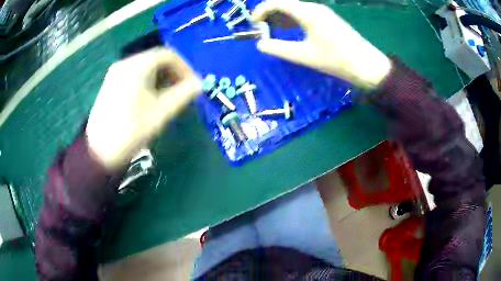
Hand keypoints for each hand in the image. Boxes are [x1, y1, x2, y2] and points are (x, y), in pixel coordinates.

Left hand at [86, 47, 201, 168]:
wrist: (100, 151)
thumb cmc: (131, 131)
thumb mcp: (161, 112)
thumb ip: (183, 94)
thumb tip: (199, 84)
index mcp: (137, 66)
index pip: (168, 55)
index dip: (185, 68)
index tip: (193, 84)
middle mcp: (125, 63)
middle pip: (156, 59)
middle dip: (173, 73)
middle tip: (183, 91)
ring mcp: (115, 73)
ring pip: (145, 67)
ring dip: (161, 78)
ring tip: (169, 97)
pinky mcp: (111, 84)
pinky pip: (134, 75)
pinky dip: (148, 82)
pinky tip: (151, 98)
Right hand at [252, 0, 391, 88]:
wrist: (367, 65)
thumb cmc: (336, 59)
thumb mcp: (304, 55)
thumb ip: (279, 48)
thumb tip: (260, 44)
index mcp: (307, 12)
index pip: (277, 2)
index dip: (261, 11)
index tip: (252, 24)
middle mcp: (314, 8)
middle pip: (285, 4)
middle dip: (269, 14)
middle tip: (260, 29)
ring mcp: (322, 13)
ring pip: (295, 9)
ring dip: (280, 18)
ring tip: (270, 31)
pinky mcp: (327, 20)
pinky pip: (304, 15)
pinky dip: (292, 21)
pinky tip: (288, 31)